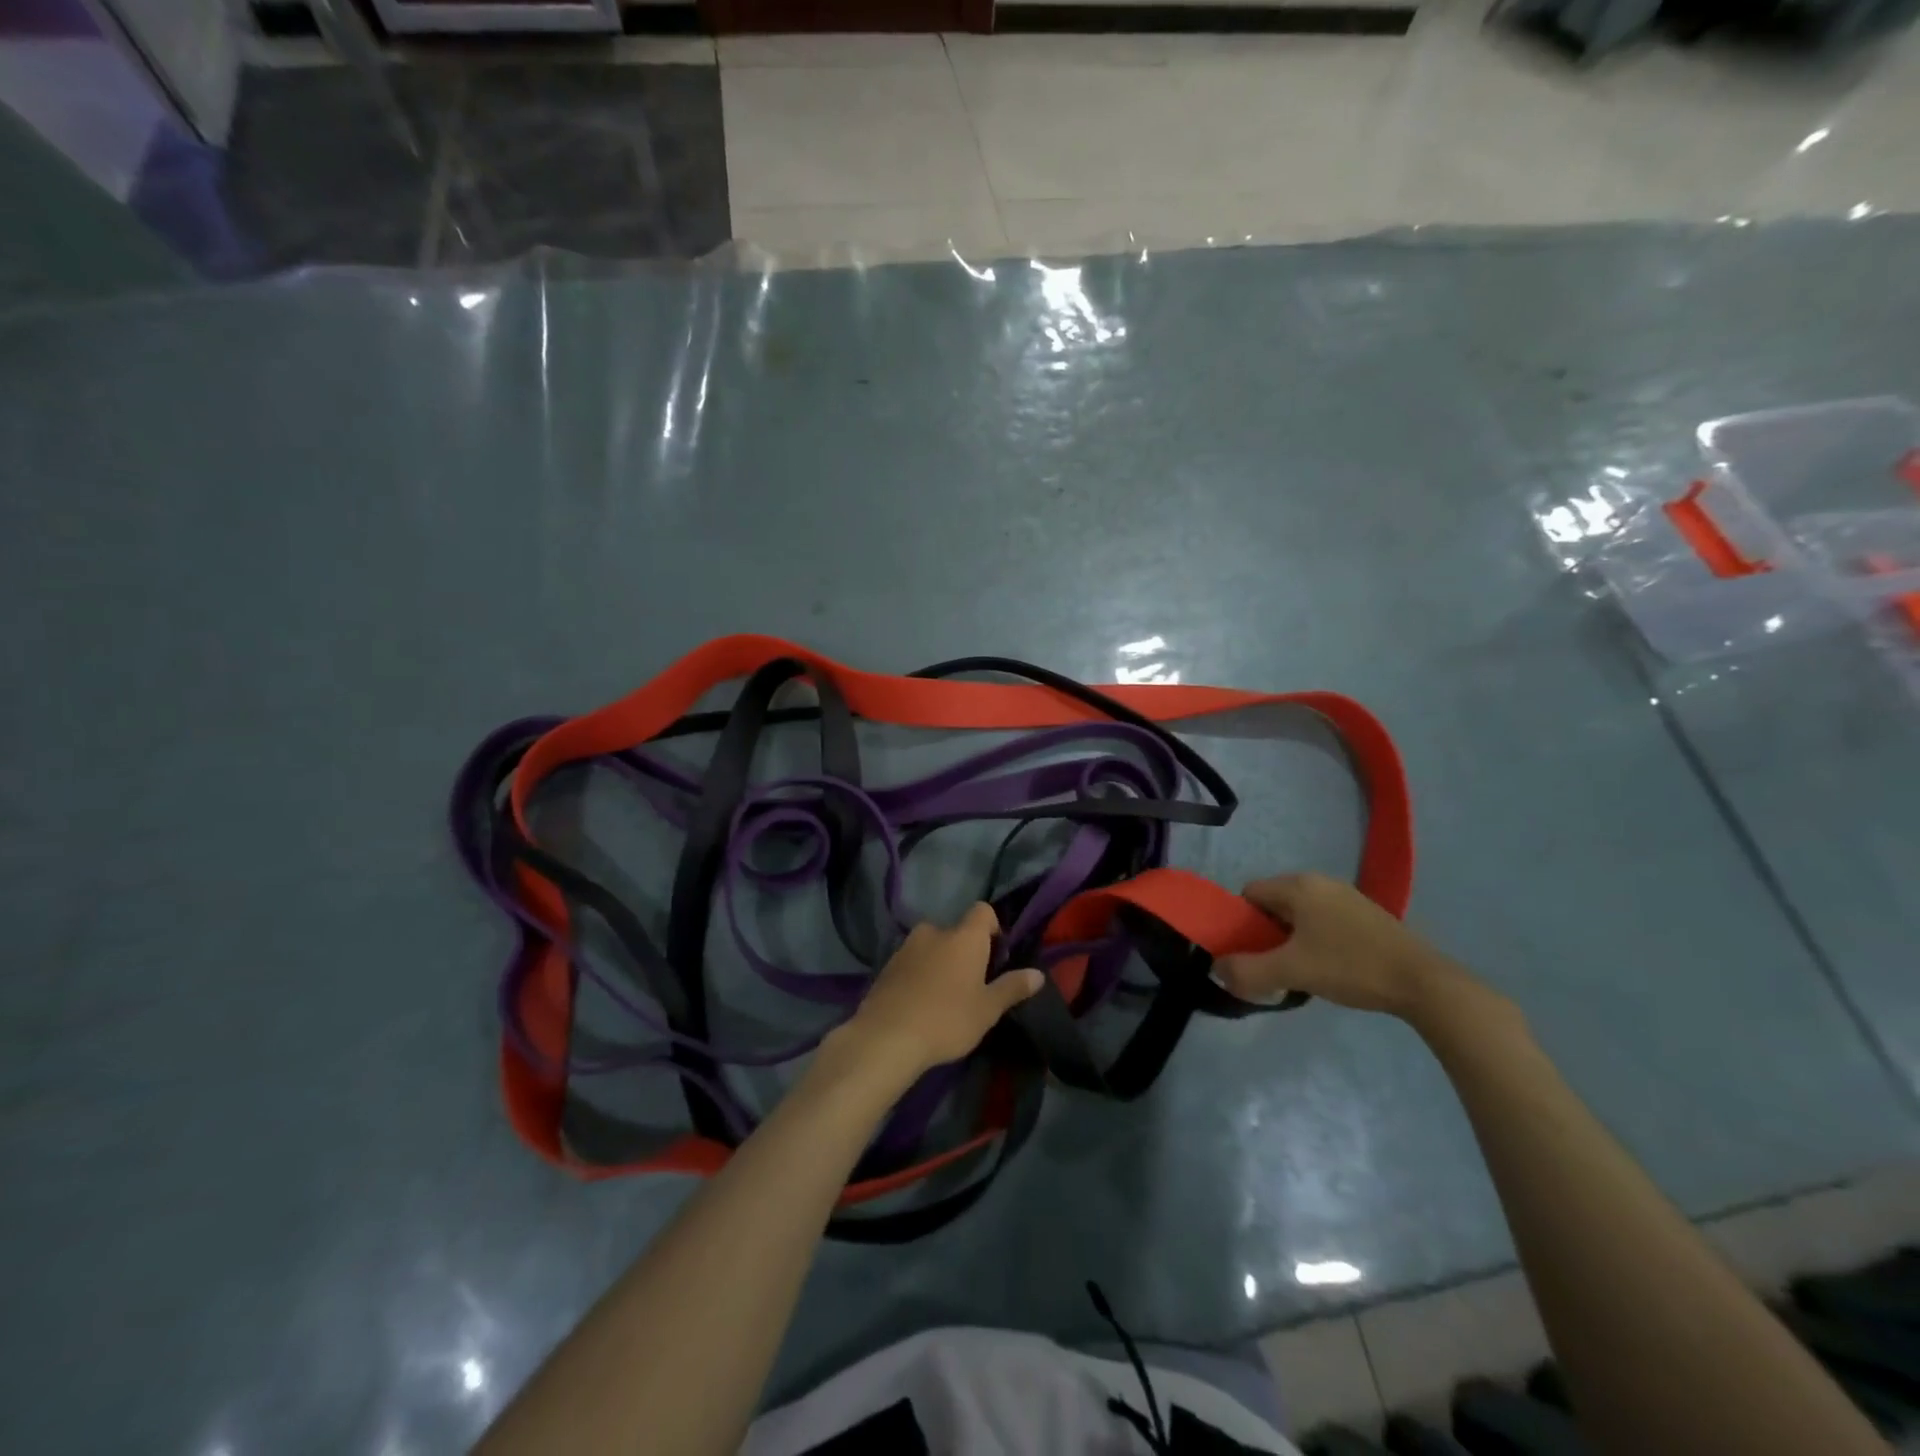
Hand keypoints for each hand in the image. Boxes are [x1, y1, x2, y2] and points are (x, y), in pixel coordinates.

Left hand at [841, 904, 1043, 1076]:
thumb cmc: (947, 1019)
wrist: (886, 1037)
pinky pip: (912, 962)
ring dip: (941, 962)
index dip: (993, 928)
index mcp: (964, 936)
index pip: (983, 911)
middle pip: (957, 932)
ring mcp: (906, 947)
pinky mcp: (887, 965)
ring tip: (945, 997)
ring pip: (932, 946)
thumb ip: (1012, 987)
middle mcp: (935, 931)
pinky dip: (920, 974)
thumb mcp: (987, 1009)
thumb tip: (1037, 974)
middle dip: (965, 951)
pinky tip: (920, 1003)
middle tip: (971, 985)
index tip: (996, 956)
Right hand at [1214, 873, 1466, 1020]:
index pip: (1249, 894)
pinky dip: (1315, 940)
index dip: (1241, 923)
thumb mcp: (1291, 972)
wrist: (1423, 983)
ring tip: (1300, 971)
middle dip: (1265, 934)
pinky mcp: (1366, 915)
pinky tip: (1328, 968)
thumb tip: (1217, 970)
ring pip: (1299, 914)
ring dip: (1290, 939)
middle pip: (1273, 903)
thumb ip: (1247, 971)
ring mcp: (1346, 896)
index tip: (1249, 953)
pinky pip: (1323, 920)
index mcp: (1298, 885)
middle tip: (1272, 965)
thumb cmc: (1350, 967)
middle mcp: (1320, 882)